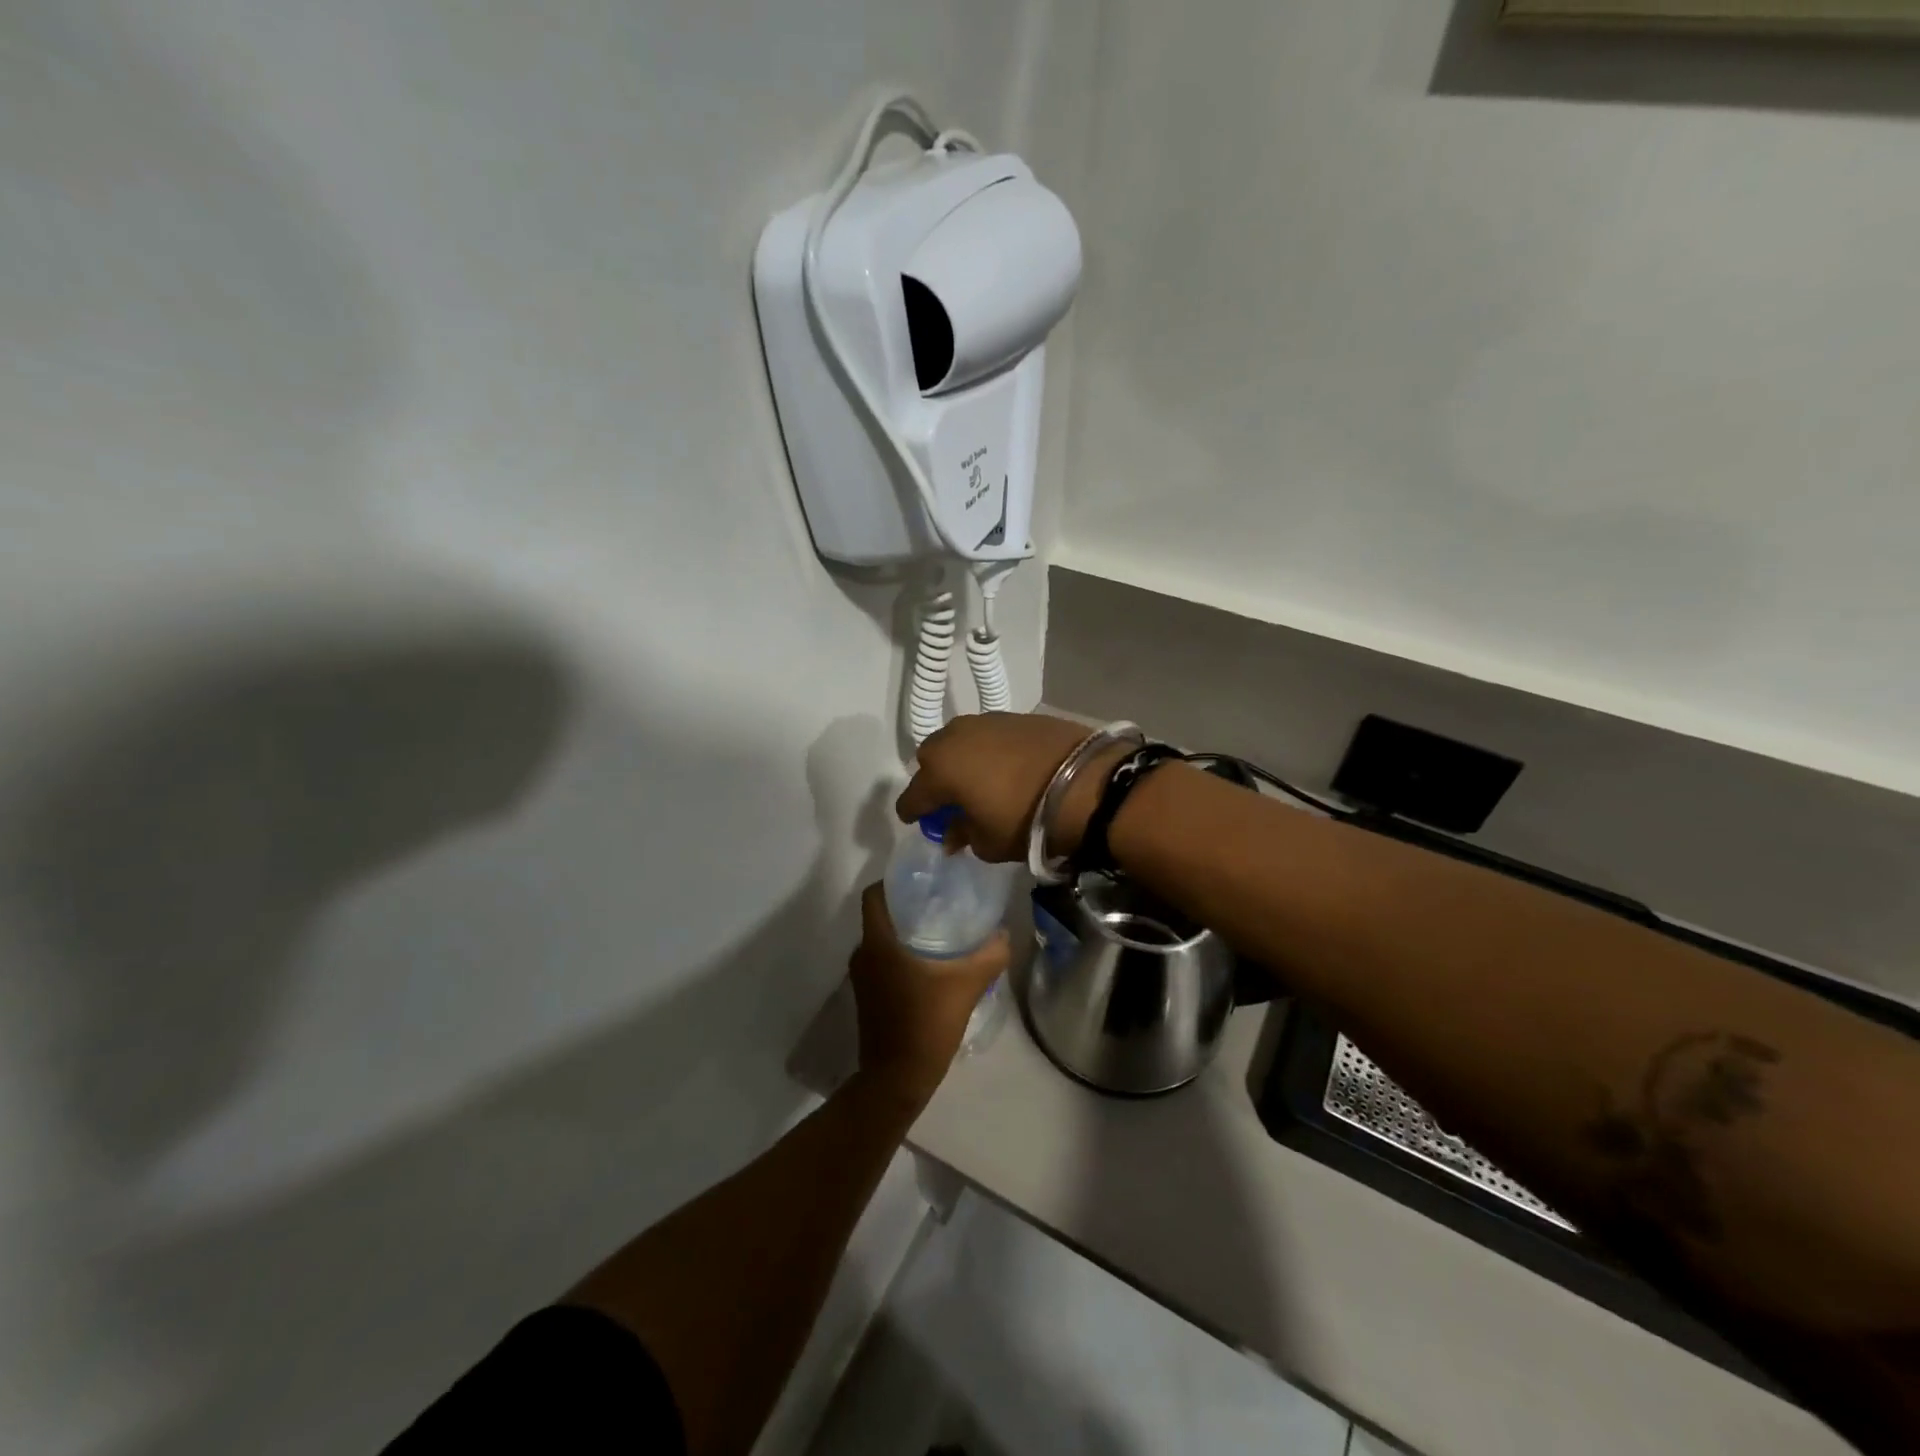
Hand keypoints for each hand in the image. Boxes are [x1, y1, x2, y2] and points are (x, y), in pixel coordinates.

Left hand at [848, 883, 1009, 1104]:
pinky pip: (882, 961)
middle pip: (881, 915)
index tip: (923, 878)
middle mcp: (863, 954)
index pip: (874, 894)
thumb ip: (989, 955)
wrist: (897, 1079)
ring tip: (942, 928)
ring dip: (906, 932)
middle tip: (942, 900)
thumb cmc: (925, 1024)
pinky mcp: (868, 996)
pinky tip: (932, 962)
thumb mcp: (966, 986)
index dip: (894, 880)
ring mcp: (862, 978)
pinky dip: (902, 954)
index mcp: (878, 942)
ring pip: (882, 940)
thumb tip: (1004, 934)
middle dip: (908, 905)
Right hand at [895, 712, 1126, 863]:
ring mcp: (986, 722)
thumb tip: (953, 832)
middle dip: (935, 779)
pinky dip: (990, 750)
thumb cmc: (1026, 819)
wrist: (1087, 781)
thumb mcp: (989, 843)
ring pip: (960, 741)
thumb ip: (963, 835)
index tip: (919, 822)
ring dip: (963, 760)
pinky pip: (989, 735)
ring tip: (981, 779)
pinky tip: (1007, 766)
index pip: (912, 796)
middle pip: (931, 759)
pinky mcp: (1015, 716)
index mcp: (940, 771)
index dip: (913, 813)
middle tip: (952, 799)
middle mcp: (955, 738)